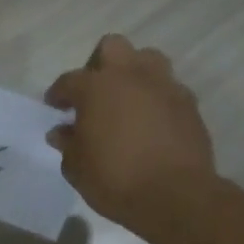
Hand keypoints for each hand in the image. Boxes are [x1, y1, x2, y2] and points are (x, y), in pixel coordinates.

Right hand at [46, 34, 219, 239]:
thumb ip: (68, 144)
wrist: (176, 197)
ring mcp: (164, 87)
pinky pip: (168, 89)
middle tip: (94, 92)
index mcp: (96, 87)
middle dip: (99, 64)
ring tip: (126, 100)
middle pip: (112, 47)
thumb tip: (62, 132)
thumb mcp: (76, 167)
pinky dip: (156, 99)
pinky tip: (150, 122)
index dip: (58, 94)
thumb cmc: (115, 179)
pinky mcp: (189, 105)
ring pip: (147, 59)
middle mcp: (131, 77)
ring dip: (134, 73)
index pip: (69, 80)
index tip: (55, 107)